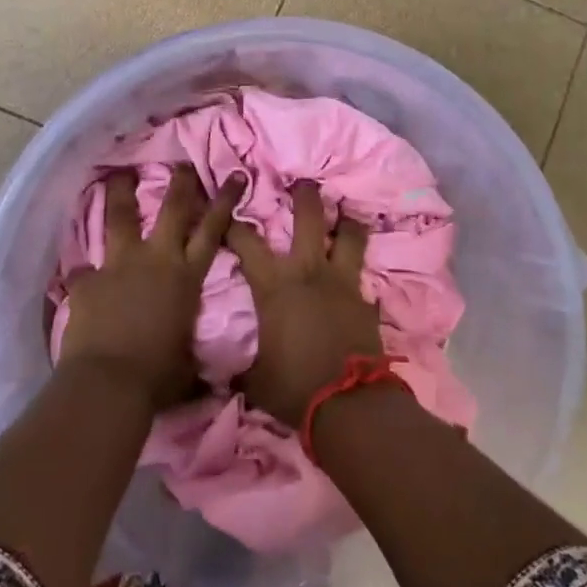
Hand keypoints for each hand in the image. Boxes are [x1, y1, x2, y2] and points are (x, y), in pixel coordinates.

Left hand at [58, 164, 243, 409]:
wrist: (110, 382)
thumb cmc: (159, 376)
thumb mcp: (189, 364)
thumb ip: (195, 356)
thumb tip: (213, 381)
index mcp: (187, 277)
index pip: (213, 230)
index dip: (225, 201)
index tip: (235, 175)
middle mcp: (156, 260)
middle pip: (171, 209)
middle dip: (180, 183)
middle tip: (182, 162)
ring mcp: (119, 265)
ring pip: (121, 218)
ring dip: (121, 193)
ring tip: (119, 175)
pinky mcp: (87, 280)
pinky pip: (82, 270)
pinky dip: (81, 273)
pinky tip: (76, 274)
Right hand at [226, 182, 378, 427]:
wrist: (348, 404)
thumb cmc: (293, 386)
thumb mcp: (255, 379)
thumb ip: (240, 368)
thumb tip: (220, 376)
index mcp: (274, 285)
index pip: (247, 242)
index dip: (235, 224)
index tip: (229, 212)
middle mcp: (309, 271)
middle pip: (310, 217)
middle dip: (305, 195)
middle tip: (304, 182)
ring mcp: (343, 283)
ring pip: (350, 236)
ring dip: (347, 222)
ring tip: (346, 214)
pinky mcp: (366, 301)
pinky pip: (364, 280)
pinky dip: (361, 277)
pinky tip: (361, 282)